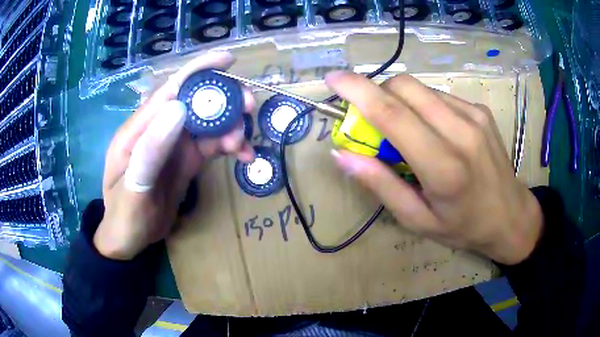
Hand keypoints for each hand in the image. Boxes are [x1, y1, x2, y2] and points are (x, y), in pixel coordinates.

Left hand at [94, 51, 254, 259]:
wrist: (129, 241)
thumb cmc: (124, 217)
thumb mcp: (133, 188)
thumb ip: (151, 149)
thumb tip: (179, 107)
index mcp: (139, 129)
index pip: (171, 89)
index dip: (199, 71)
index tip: (229, 60)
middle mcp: (158, 130)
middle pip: (195, 102)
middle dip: (224, 99)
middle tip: (249, 107)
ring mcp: (174, 146)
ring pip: (208, 123)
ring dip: (231, 126)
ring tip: (243, 143)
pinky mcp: (186, 161)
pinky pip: (212, 146)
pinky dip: (230, 146)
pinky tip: (243, 157)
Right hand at [326, 72, 542, 264]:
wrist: (511, 217)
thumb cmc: (463, 227)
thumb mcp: (417, 219)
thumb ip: (380, 185)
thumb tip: (342, 154)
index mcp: (443, 167)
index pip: (392, 114)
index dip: (357, 90)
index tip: (333, 79)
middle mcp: (461, 132)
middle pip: (404, 87)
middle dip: (376, 92)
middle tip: (371, 119)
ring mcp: (474, 115)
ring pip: (421, 88)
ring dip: (400, 100)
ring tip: (405, 130)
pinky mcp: (481, 110)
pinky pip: (439, 95)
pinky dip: (423, 105)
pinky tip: (432, 129)